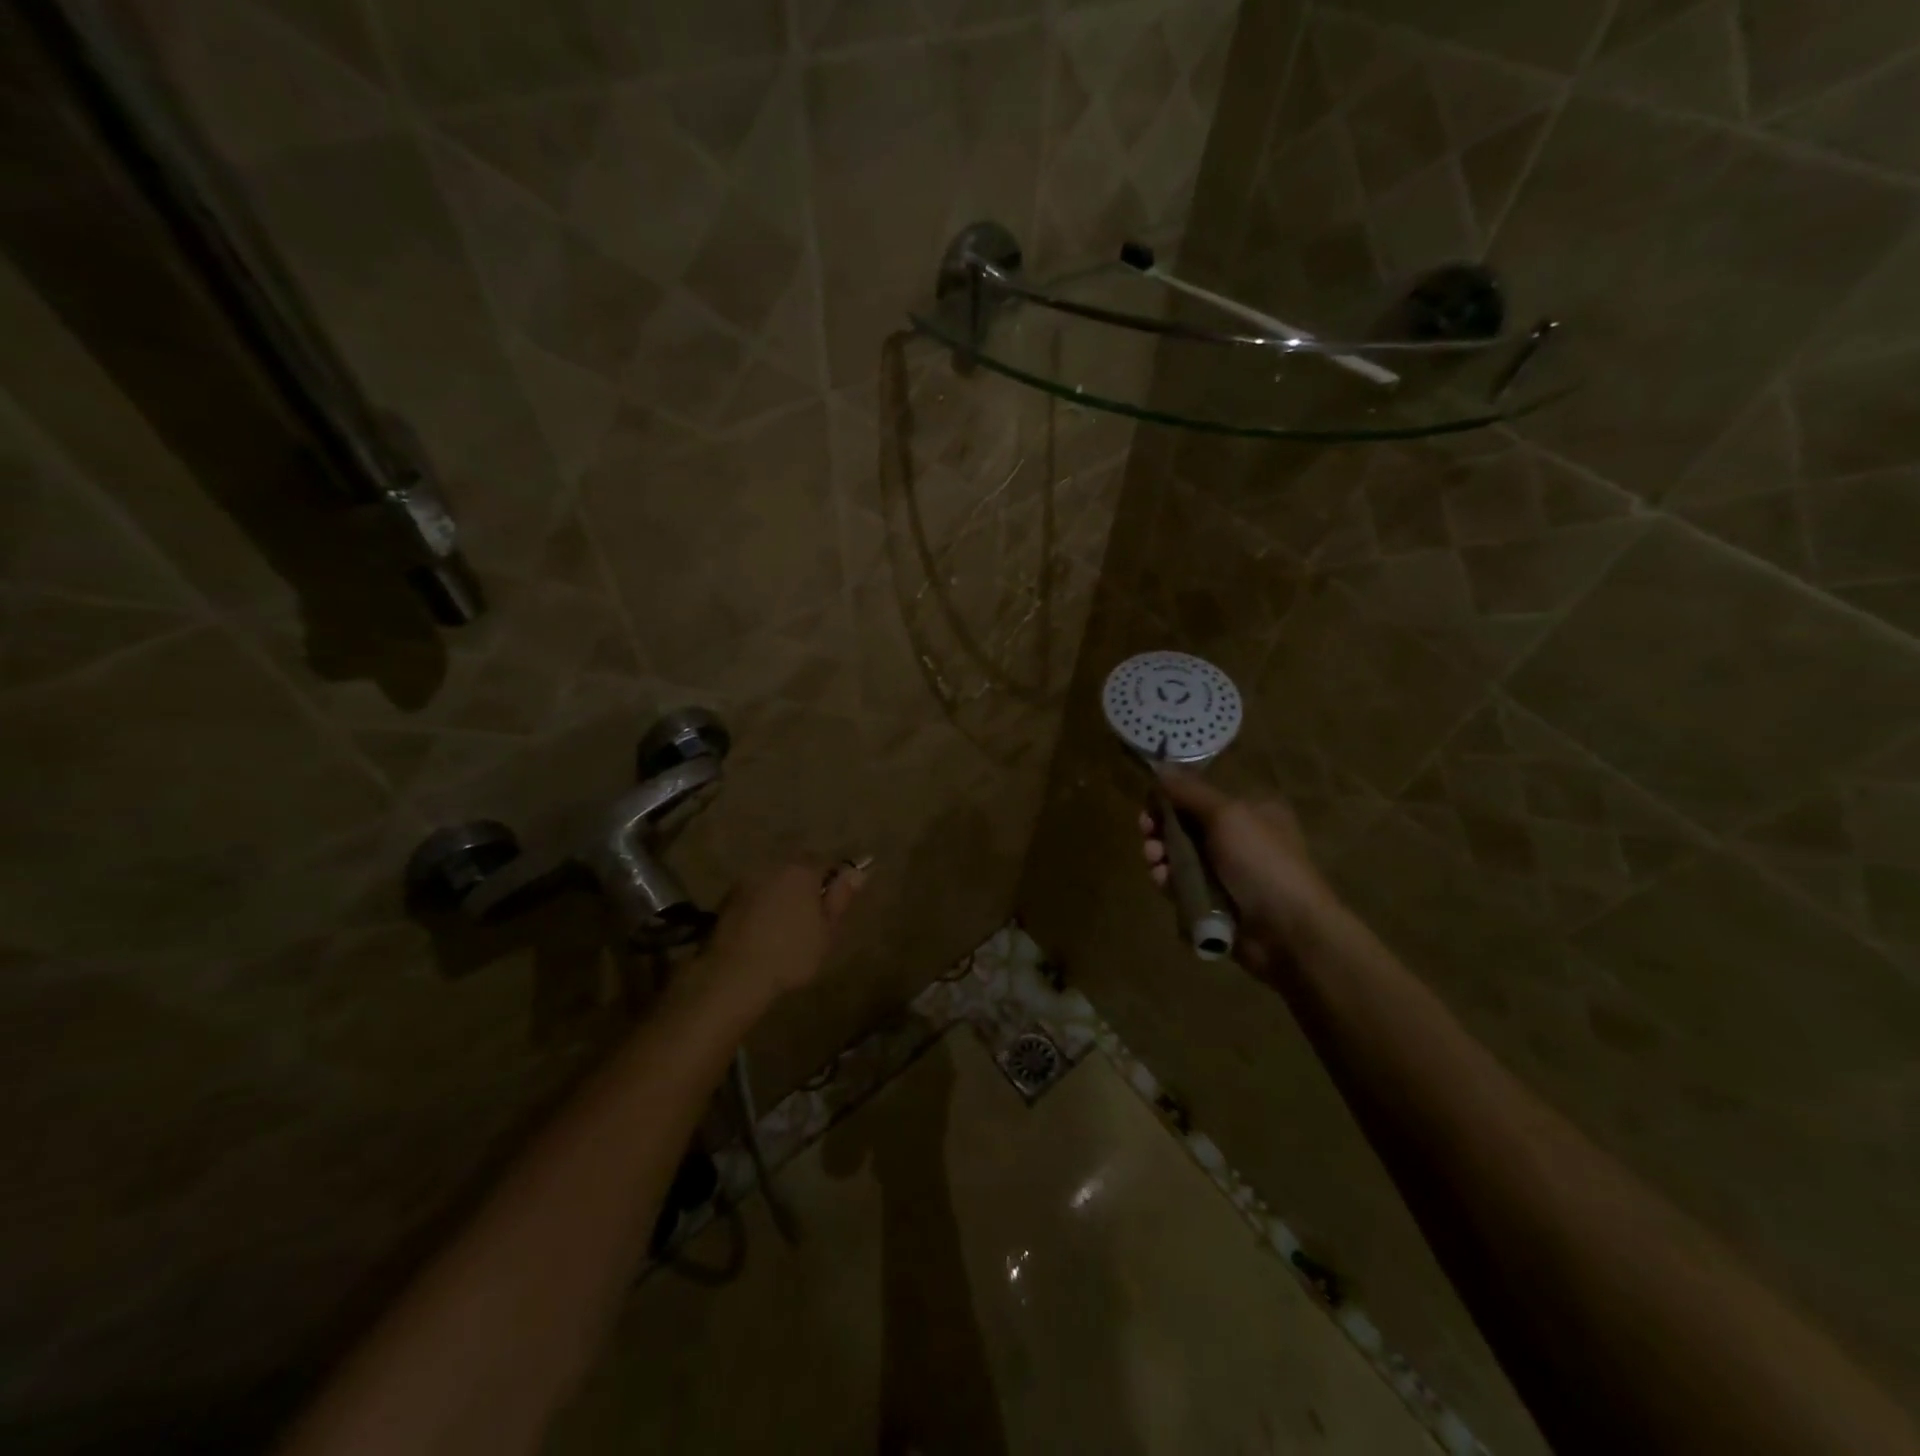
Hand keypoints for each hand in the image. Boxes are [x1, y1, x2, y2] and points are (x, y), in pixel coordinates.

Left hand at [703, 862, 865, 1006]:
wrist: (735, 976)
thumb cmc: (791, 954)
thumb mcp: (827, 930)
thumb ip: (841, 897)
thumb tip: (856, 871)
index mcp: (802, 871)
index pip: (826, 861)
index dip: (834, 879)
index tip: (837, 901)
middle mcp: (773, 866)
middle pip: (797, 867)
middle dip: (807, 884)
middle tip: (813, 914)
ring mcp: (747, 881)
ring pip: (774, 880)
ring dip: (783, 893)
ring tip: (787, 923)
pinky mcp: (727, 899)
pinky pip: (756, 894)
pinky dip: (763, 905)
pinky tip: (764, 929)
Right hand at [1138, 770, 1336, 969]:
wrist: (1287, 930)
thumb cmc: (1260, 862)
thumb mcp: (1226, 815)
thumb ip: (1189, 792)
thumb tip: (1160, 768)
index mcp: (1250, 811)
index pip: (1201, 797)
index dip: (1171, 800)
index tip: (1149, 807)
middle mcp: (1239, 839)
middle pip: (1186, 826)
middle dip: (1161, 830)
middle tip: (1147, 835)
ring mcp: (1227, 873)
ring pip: (1180, 857)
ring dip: (1161, 856)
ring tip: (1155, 862)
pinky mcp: (1215, 901)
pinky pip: (1183, 885)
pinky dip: (1169, 881)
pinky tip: (1162, 881)